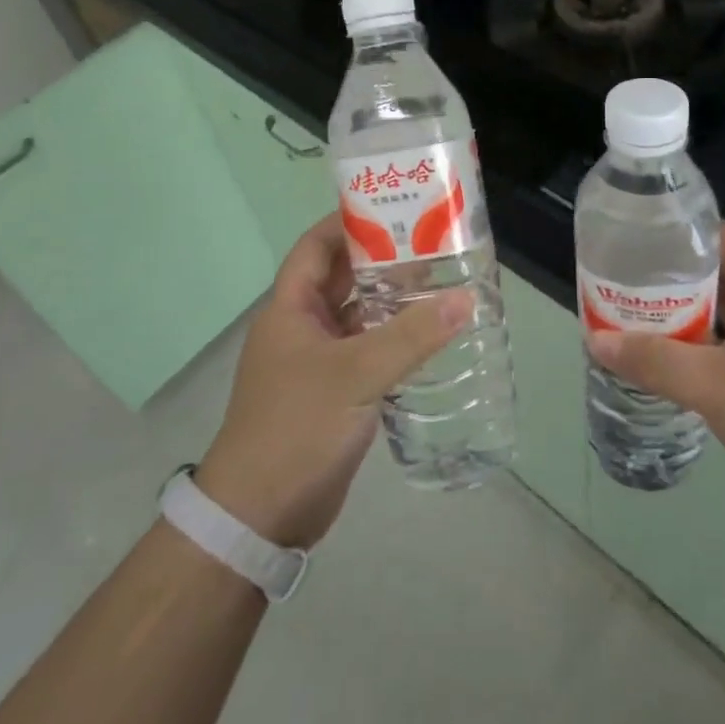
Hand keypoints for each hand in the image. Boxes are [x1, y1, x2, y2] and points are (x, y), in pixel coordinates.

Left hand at [197, 215, 470, 549]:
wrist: (259, 515)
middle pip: (343, 279)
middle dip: (383, 260)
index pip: (317, 246)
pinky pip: (367, 352)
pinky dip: (394, 341)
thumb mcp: (356, 375)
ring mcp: (317, 362)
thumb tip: (465, 299)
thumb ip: (411, 337)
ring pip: (359, 317)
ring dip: (393, 302)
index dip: (349, 222)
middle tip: (434, 244)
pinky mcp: (334, 394)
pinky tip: (431, 338)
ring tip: (443, 283)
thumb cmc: (296, 428)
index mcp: (291, 308)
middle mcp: (302, 328)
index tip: (394, 208)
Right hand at [587, 222, 724, 543]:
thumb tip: (596, 339)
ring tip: (626, 318)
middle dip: (666, 276)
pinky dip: (689, 351)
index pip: (723, 236)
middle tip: (618, 282)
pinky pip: (721, 351)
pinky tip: (658, 364)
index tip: (635, 236)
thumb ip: (654, 361)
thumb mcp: (714, 385)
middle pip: (714, 275)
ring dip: (675, 317)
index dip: (681, 229)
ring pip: (715, 316)